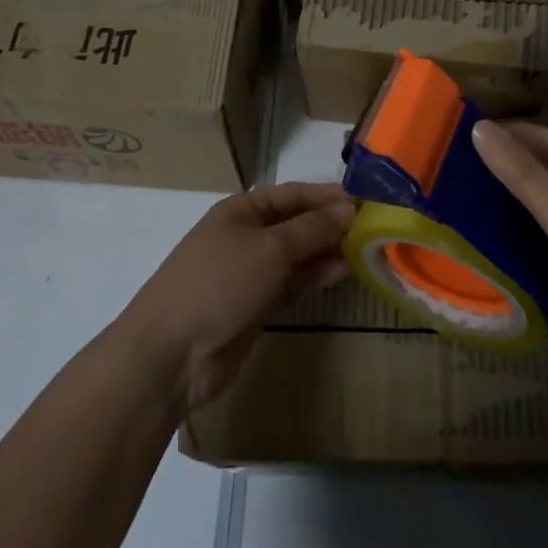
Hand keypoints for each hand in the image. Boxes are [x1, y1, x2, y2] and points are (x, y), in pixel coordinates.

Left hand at [117, 182, 355, 413]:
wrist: (172, 353)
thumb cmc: (220, 282)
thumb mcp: (270, 248)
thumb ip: (312, 229)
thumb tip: (350, 209)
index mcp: (242, 210)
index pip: (293, 194)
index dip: (328, 196)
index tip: (367, 201)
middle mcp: (247, 236)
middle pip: (297, 224)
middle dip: (331, 224)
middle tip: (375, 229)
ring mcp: (250, 273)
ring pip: (297, 256)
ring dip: (327, 252)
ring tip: (366, 251)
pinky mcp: (255, 306)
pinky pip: (292, 284)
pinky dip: (315, 278)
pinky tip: (342, 274)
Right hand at [471, 119, 547, 358]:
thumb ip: (520, 172)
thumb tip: (479, 127)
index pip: (528, 132)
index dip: (493, 137)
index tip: (451, 151)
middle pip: (541, 158)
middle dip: (503, 165)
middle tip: (455, 182)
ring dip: (519, 194)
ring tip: (474, 208)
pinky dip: (540, 219)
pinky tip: (517, 238)